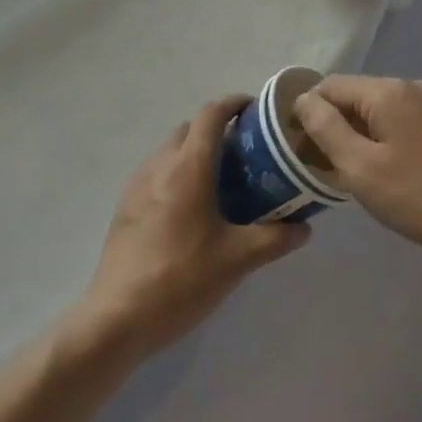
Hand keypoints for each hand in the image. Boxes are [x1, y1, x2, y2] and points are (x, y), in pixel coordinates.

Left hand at [73, 96, 309, 362]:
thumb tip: (304, 227)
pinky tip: (191, 209)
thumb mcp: (237, 260)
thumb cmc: (181, 279)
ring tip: (222, 180)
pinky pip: (156, 172)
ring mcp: (137, 185)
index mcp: (188, 168)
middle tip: (246, 152)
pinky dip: (177, 173)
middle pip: (190, 128)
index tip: (256, 110)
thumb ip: (274, 238)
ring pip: (170, 150)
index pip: (211, 115)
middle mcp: (160, 165)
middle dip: (217, 129)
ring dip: (195, 152)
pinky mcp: (125, 206)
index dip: (234, 104)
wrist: (117, 317)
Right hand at [294, 76, 421, 266]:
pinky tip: (382, 174)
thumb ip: (325, 129)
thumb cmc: (419, 195)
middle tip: (321, 166)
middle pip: (354, 96)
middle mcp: (409, 88)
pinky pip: (398, 124)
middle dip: (332, 125)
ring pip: (376, 112)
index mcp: (386, 91)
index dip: (306, 111)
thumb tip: (303, 100)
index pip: (329, 86)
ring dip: (356, 136)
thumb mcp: (360, 167)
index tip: (296, 147)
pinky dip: (381, 142)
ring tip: (348, 174)